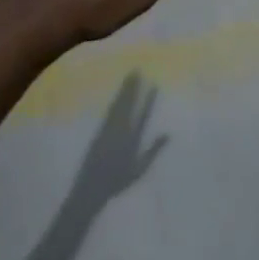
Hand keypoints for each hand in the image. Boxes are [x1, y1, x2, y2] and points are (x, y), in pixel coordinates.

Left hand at [68, 72, 168, 208]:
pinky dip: (115, 101)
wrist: (91, 188)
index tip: (153, 85)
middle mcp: (121, 130)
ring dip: (124, 91)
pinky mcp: (99, 132)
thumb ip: (153, 150)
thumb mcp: (140, 168)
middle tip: (136, 71)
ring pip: (118, 106)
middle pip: (128, 105)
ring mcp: (108, 130)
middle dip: (133, 88)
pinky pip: (109, 112)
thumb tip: (168, 133)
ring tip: (129, 77)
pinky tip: (117, 95)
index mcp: (132, 138)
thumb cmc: (118, 181)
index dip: (148, 99)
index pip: (142, 114)